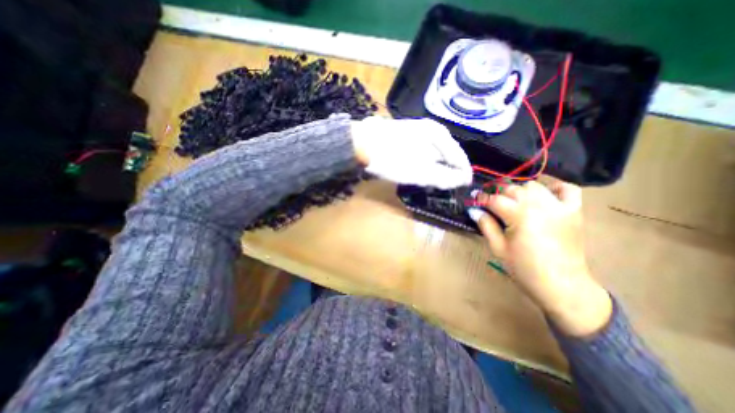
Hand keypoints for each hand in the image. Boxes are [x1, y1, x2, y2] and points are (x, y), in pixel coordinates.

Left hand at [350, 116, 469, 187]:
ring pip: (434, 153)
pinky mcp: (406, 136)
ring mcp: (418, 130)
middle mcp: (432, 129)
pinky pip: (423, 151)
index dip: (463, 173)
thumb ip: (445, 177)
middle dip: (448, 170)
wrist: (362, 144)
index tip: (463, 186)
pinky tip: (419, 169)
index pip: (459, 157)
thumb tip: (462, 180)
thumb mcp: (422, 172)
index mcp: (439, 135)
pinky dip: (424, 162)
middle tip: (446, 185)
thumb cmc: (394, 159)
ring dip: (436, 167)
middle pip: (447, 154)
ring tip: (434, 180)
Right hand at [467, 180, 612, 336]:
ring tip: (515, 203)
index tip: (475, 199)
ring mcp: (559, 206)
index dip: (482, 198)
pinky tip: (545, 194)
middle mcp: (539, 205)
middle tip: (492, 205)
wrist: (562, 285)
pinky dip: (555, 187)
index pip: (495, 199)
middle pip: (513, 189)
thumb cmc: (524, 269)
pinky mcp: (574, 211)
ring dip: (520, 191)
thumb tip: (474, 210)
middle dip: (498, 194)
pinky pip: (567, 189)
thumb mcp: (498, 248)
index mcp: (519, 216)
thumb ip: (486, 225)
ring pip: (534, 186)